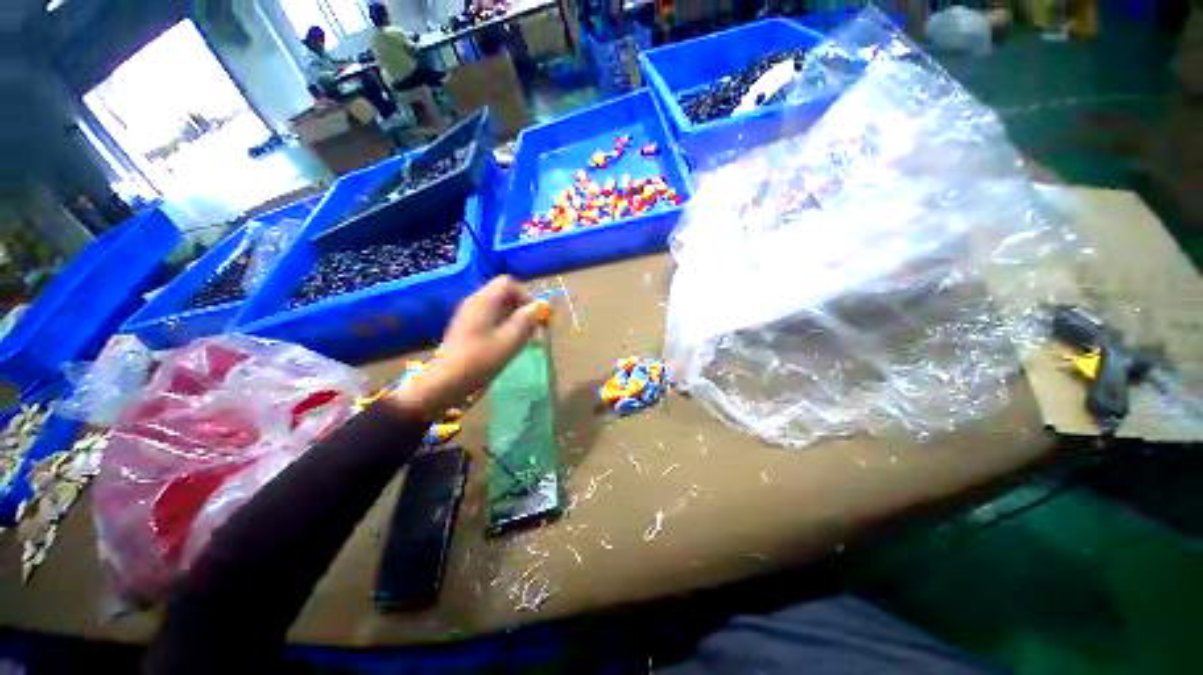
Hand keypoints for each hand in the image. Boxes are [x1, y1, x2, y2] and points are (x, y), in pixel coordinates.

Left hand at [387, 276, 543, 419]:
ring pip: (498, 307)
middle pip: (503, 294)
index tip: (533, 317)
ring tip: (520, 338)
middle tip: (530, 329)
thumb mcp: (511, 339)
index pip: (509, 283)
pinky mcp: (466, 327)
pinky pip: (489, 317)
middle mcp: (475, 301)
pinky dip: (502, 325)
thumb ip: (528, 319)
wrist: (447, 381)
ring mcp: (468, 314)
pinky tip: (505, 343)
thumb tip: (542, 304)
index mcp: (484, 300)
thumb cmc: (481, 359)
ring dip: (513, 318)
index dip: (525, 296)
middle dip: (521, 308)